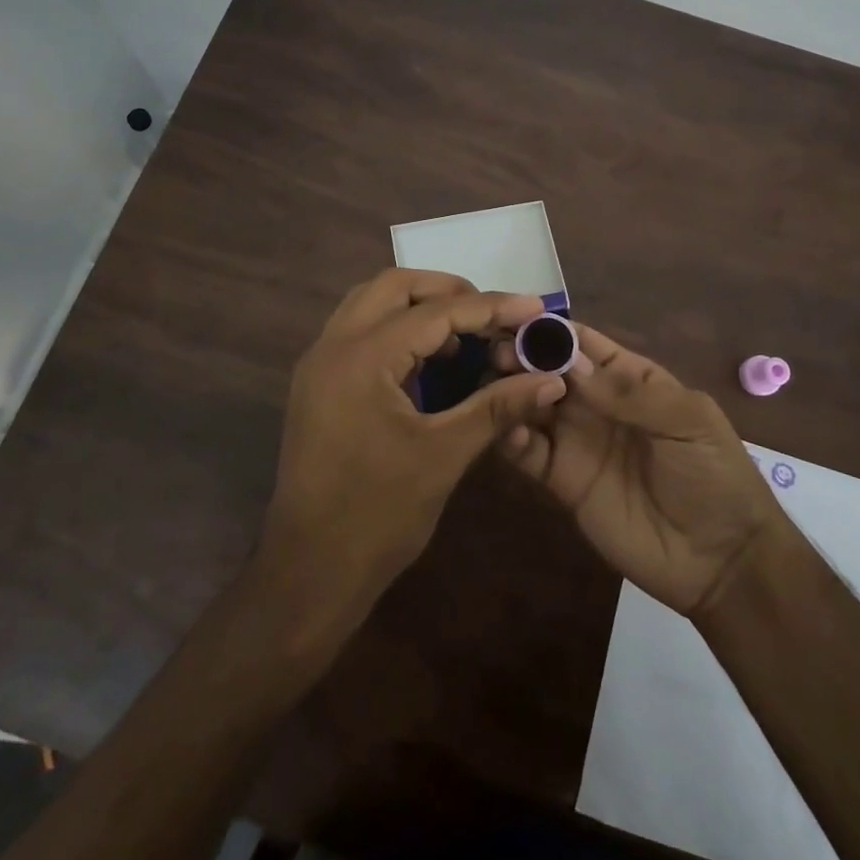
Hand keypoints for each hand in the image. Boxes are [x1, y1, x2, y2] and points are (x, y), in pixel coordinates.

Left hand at [262, 270, 567, 610]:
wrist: (308, 573)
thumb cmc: (377, 516)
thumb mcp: (444, 456)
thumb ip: (497, 407)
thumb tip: (550, 379)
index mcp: (362, 357)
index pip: (436, 313)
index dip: (490, 307)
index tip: (533, 306)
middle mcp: (333, 345)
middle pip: (394, 286)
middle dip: (447, 290)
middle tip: (492, 312)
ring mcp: (319, 364)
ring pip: (371, 303)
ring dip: (418, 305)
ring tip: (465, 331)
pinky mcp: (317, 384)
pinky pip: (359, 331)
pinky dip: (396, 329)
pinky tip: (430, 359)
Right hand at [499, 322, 783, 616]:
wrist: (721, 561)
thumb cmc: (713, 475)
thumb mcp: (687, 421)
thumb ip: (628, 393)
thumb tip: (569, 364)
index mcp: (629, 378)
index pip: (583, 344)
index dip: (553, 331)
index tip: (516, 320)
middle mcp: (596, 403)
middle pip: (549, 371)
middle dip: (523, 358)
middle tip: (497, 355)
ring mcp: (576, 441)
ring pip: (532, 405)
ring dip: (511, 392)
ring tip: (492, 386)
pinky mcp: (562, 481)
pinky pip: (529, 452)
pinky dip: (511, 437)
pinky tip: (507, 430)